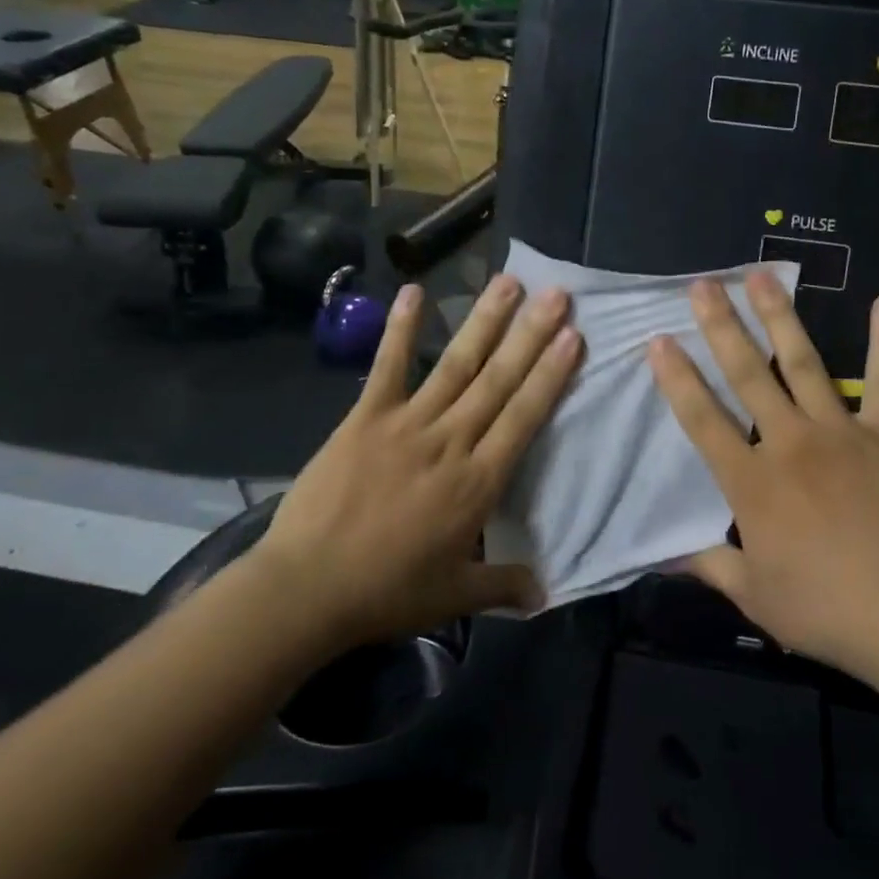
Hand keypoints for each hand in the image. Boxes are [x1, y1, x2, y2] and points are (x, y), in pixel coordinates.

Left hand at [257, 275, 582, 649]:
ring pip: (455, 364)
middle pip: (498, 380)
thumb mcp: (454, 596)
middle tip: (556, 293)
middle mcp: (450, 442)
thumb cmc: (386, 593)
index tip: (573, 336)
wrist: (305, 589)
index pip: (524, 417)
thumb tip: (546, 594)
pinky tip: (412, 291)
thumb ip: (503, 585)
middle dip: (531, 334)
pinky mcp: (365, 418)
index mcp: (478, 482)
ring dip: (484, 321)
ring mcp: (406, 424)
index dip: (550, 375)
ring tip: (508, 282)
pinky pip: (387, 367)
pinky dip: (400, 329)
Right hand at [648, 274, 878, 683]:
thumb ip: (710, 567)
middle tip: (702, 284)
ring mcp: (842, 432)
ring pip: (802, 362)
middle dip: (720, 326)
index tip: (659, 340)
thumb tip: (665, 556)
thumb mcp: (756, 598)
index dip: (677, 379)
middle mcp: (790, 443)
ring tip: (761, 275)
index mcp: (753, 483)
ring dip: (779, 316)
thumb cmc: (828, 611)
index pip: (703, 420)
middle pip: (747, 374)